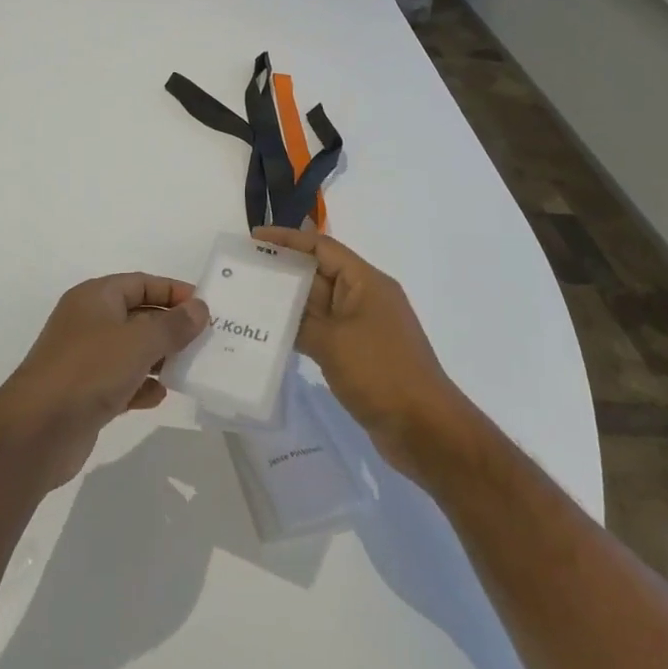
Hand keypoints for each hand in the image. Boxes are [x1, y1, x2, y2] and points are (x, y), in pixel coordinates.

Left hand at [0, 275, 209, 488]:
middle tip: (206, 340)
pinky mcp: (85, 394)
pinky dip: (141, 386)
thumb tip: (199, 308)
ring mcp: (85, 360)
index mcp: (95, 298)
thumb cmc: (89, 370)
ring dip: (160, 358)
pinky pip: (122, 382)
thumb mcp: (139, 341)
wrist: (37, 431)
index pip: (141, 283)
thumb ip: (173, 324)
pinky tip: (160, 396)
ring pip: (131, 351)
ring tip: (191, 367)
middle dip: (171, 327)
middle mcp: (89, 322)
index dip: (173, 291)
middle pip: (138, 316)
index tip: (205, 307)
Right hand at [253, 227, 469, 478]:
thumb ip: (299, 320)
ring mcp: (362, 328)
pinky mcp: (358, 354)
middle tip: (242, 272)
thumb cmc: (380, 373)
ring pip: (318, 305)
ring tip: (248, 301)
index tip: (254, 239)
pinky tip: (271, 336)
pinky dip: (299, 330)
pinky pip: (323, 331)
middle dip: (282, 270)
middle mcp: (365, 298)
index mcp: (366, 282)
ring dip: (287, 303)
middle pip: (318, 273)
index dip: (287, 239)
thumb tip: (274, 310)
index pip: (322, 247)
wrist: (425, 430)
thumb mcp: (333, 342)